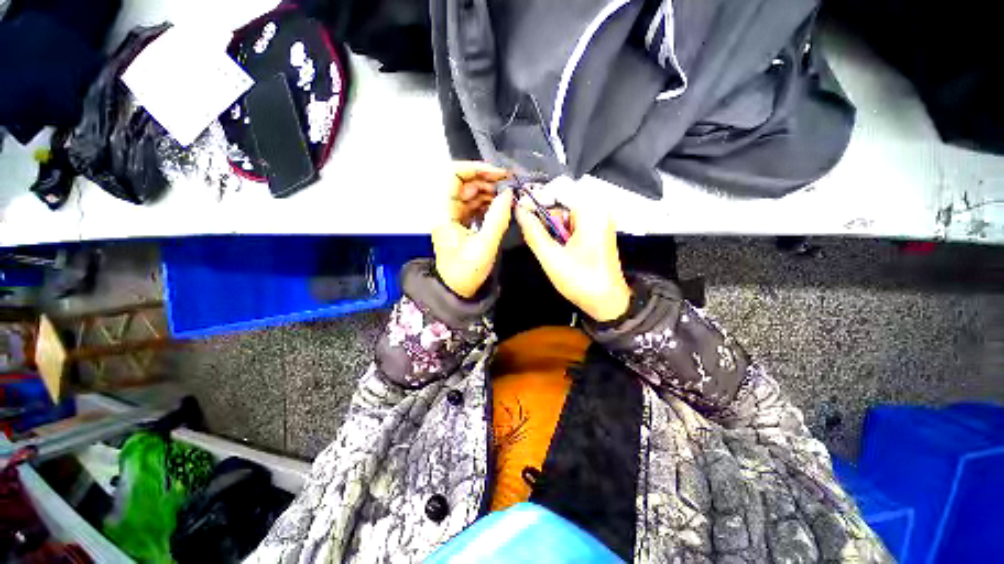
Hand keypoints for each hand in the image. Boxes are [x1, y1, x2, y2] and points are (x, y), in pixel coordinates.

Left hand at [432, 161, 512, 298]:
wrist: (458, 292)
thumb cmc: (467, 272)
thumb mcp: (485, 246)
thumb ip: (497, 218)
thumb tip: (508, 194)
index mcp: (445, 213)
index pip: (454, 176)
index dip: (476, 169)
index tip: (499, 174)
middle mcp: (446, 211)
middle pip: (463, 183)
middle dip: (486, 180)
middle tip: (508, 185)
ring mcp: (454, 218)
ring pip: (470, 194)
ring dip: (488, 191)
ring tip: (507, 196)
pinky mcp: (461, 225)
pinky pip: (474, 207)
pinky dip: (487, 203)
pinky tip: (500, 206)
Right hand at [515, 193, 630, 321]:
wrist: (607, 303)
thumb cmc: (581, 281)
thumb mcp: (551, 257)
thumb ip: (533, 232)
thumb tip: (519, 211)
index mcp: (591, 212)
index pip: (557, 191)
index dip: (536, 199)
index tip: (519, 211)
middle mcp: (598, 211)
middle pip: (562, 203)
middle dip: (545, 219)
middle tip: (536, 238)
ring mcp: (599, 222)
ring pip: (566, 216)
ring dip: (552, 229)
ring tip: (550, 250)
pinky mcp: (597, 233)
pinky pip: (573, 225)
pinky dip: (561, 234)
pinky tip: (559, 250)